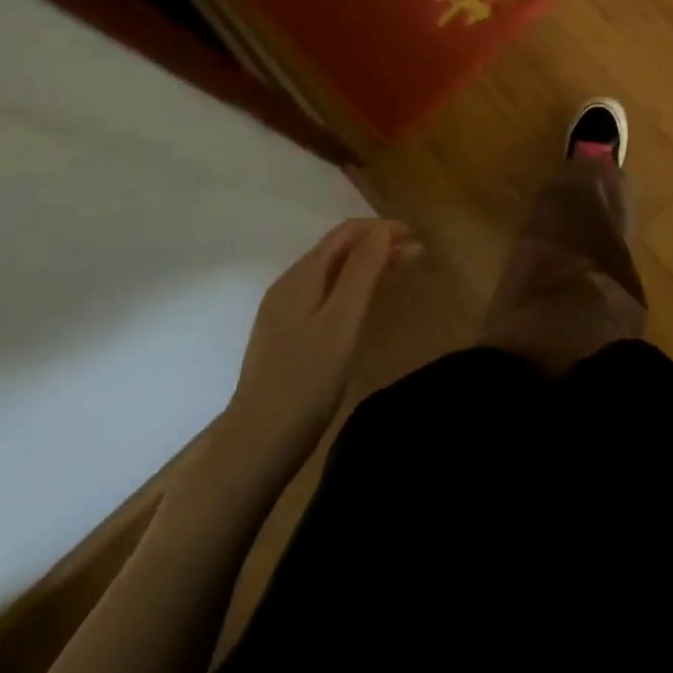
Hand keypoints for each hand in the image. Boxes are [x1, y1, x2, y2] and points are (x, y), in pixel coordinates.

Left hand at [202, 218, 415, 500]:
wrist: (256, 444)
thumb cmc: (306, 380)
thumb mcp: (342, 320)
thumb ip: (361, 271)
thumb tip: (380, 229)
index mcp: (301, 276)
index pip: (345, 233)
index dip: (380, 228)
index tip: (414, 237)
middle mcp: (288, 285)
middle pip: (337, 250)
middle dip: (377, 246)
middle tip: (415, 256)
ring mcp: (283, 311)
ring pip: (331, 272)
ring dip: (366, 266)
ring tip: (398, 273)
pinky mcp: (285, 335)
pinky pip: (324, 294)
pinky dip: (351, 287)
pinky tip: (364, 303)